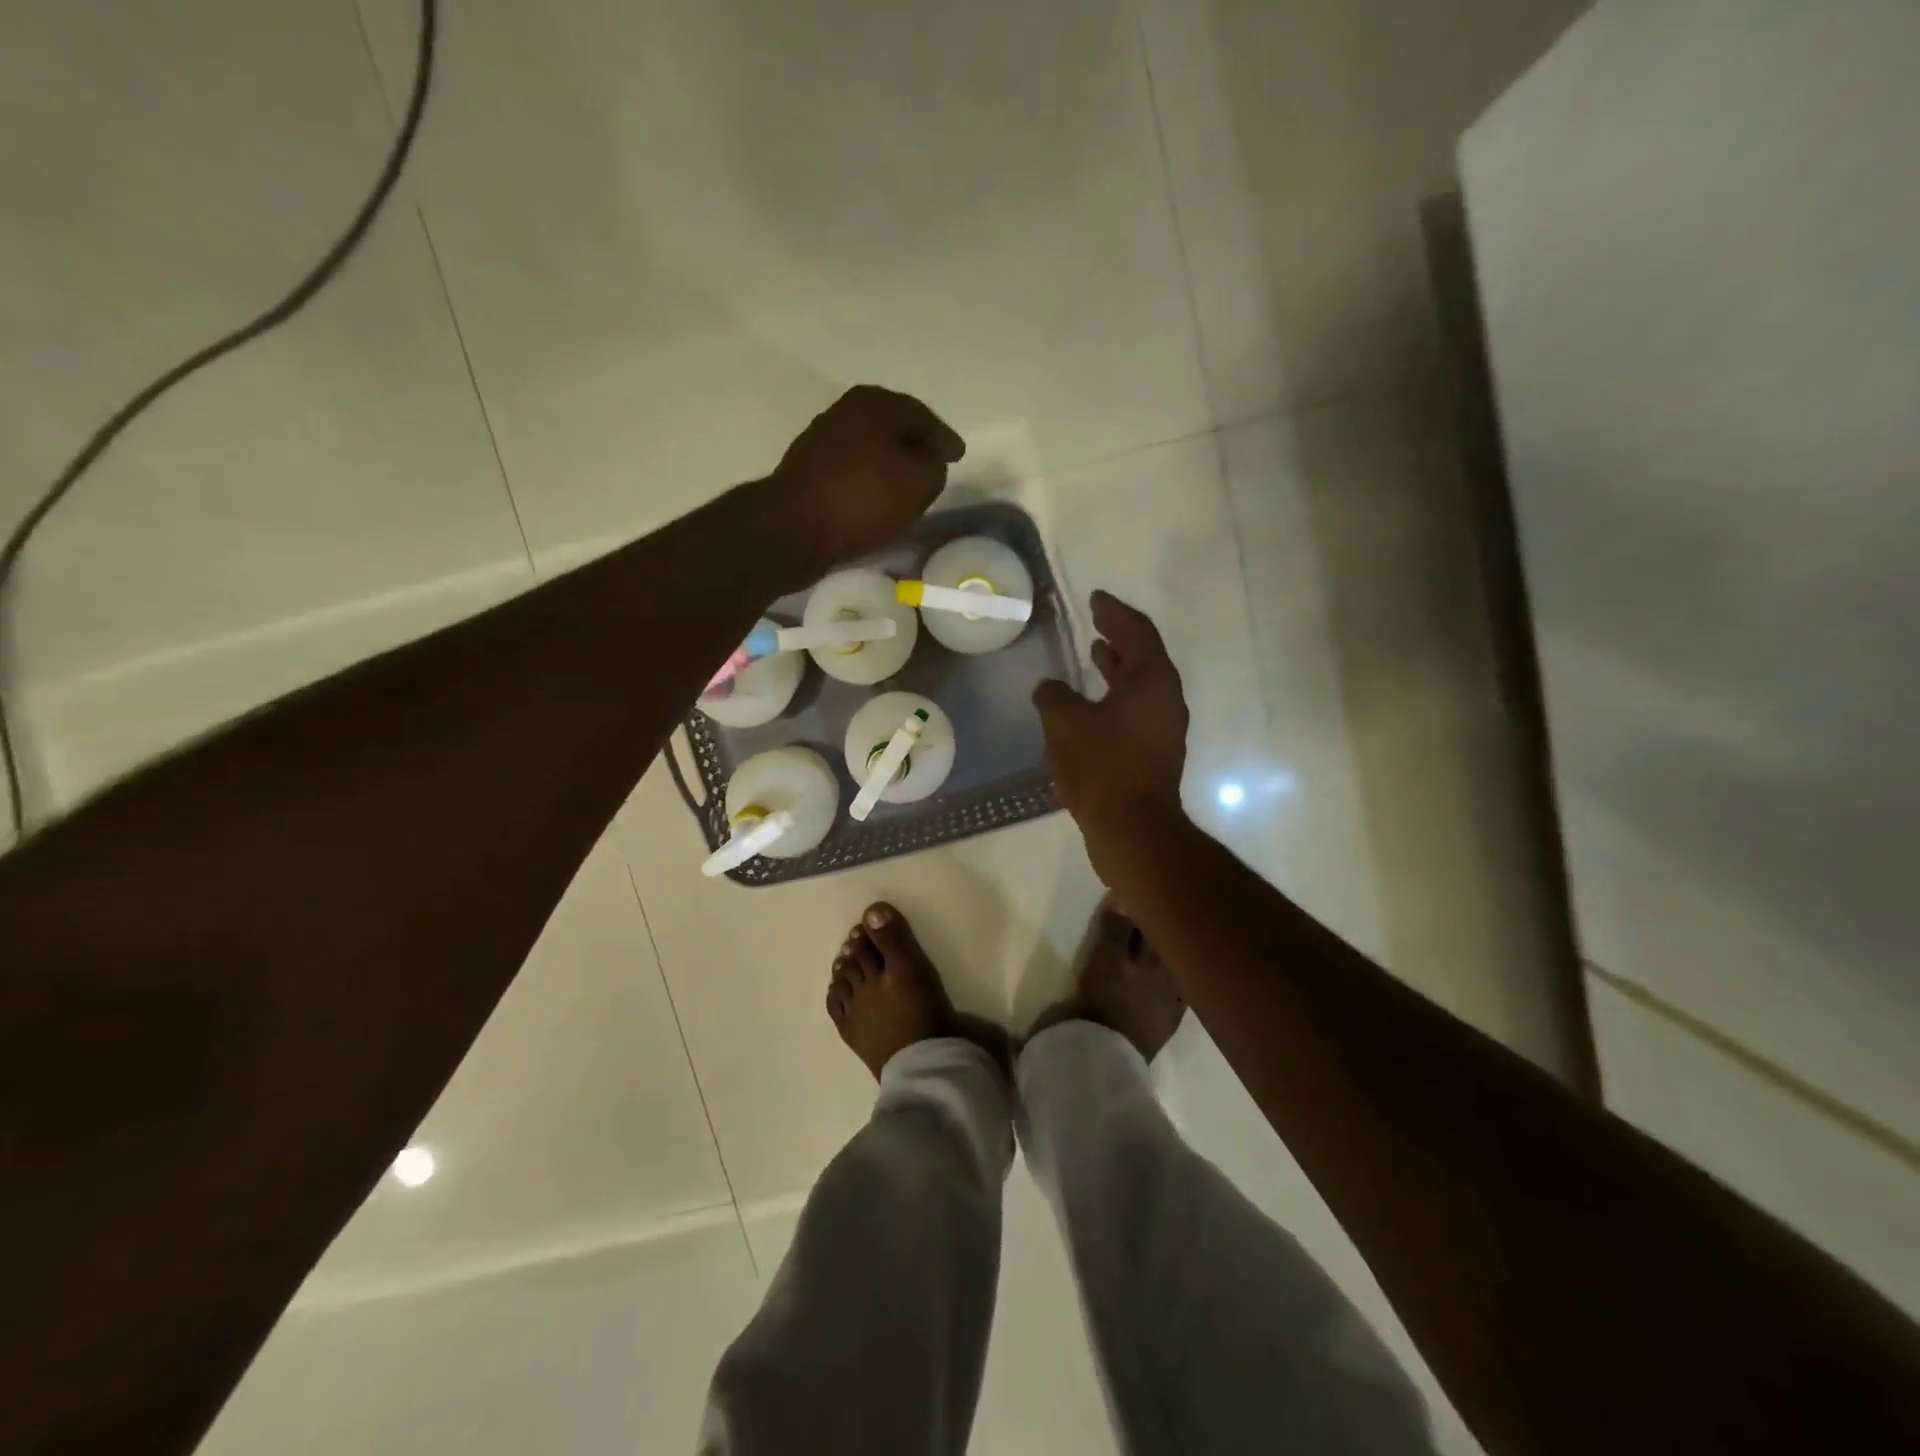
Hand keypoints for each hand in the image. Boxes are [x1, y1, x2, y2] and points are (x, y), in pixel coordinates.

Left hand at [766, 385, 965, 573]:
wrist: (794, 528)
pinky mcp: (808, 471)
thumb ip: (934, 465)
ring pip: (870, 447)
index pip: (921, 416)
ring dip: (890, 462)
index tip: (958, 455)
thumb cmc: (862, 498)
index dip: (943, 438)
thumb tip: (927, 462)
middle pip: (892, 427)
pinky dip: (869, 479)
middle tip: (934, 464)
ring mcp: (821, 440)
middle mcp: (845, 411)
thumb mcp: (919, 481)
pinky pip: (852, 470)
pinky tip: (878, 496)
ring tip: (908, 484)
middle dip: (914, 444)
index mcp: (874, 403)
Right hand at [1034, 591, 1189, 867]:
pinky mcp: (1154, 754)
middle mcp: (1165, 699)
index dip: (1114, 612)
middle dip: (1118, 638)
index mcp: (1152, 680)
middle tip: (1096, 621)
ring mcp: (1163, 729)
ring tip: (1094, 655)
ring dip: (1116, 670)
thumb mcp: (1064, 722)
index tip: (1096, 599)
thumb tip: (1050, 689)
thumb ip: (1053, 696)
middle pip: (1143, 657)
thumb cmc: (1101, 765)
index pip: (1137, 631)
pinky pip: (1134, 712)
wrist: (1131, 828)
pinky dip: (1114, 699)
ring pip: (1139, 687)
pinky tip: (1089, 708)